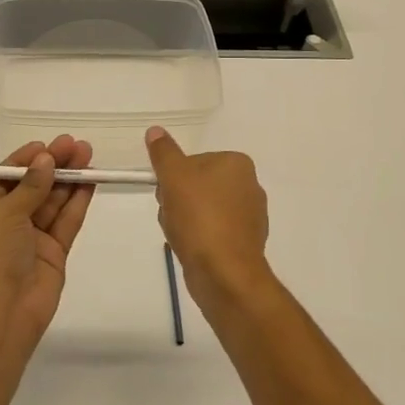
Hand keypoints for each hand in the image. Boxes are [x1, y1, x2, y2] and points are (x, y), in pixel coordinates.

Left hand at [0, 136, 95, 351]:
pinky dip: (77, 202)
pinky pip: (65, 222)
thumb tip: (46, 160)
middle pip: (31, 187)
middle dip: (52, 166)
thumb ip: (30, 186)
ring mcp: (29, 240)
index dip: (25, 161)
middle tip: (76, 145)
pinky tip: (90, 181)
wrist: (0, 316)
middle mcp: (2, 224)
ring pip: (51, 202)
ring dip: (68, 179)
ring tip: (88, 155)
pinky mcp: (52, 255)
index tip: (47, 145)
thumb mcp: (3, 213)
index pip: (3, 179)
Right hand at [145, 126, 272, 310]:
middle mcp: (249, 186)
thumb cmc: (199, 217)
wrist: (224, 273)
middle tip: (171, 214)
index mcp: (237, 164)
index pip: (194, 161)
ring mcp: (249, 217)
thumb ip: (163, 152)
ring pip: (201, 209)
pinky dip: (197, 238)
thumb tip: (155, 131)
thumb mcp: (174, 176)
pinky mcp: (244, 243)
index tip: (166, 192)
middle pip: (197, 185)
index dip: (174, 176)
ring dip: (183, 220)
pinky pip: (211, 232)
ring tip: (179, 234)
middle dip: (177, 199)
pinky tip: (190, 249)